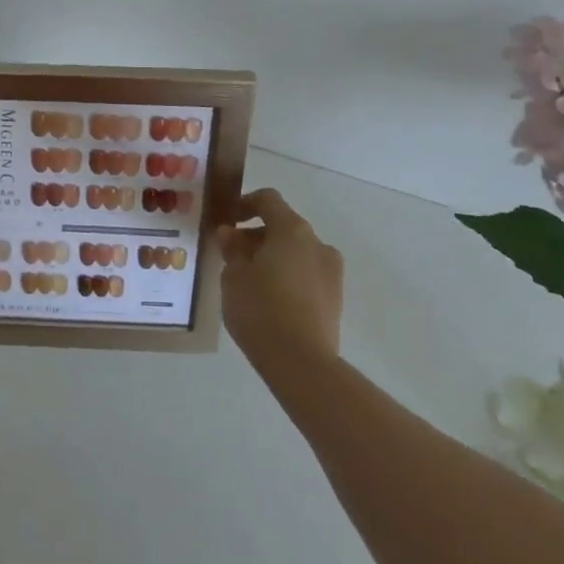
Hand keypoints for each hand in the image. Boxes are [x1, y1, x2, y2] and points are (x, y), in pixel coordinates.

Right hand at [217, 188, 344, 378]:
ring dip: (274, 256)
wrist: (301, 363)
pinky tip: (269, 298)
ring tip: (250, 280)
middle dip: (257, 235)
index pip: (268, 200)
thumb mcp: (233, 275)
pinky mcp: (335, 299)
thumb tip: (231, 233)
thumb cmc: (260, 308)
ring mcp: (331, 272)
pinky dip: (288, 276)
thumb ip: (232, 248)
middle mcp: (317, 244)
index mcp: (291, 230)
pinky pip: (306, 274)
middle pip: (284, 226)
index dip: (245, 203)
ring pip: (297, 252)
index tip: (228, 219)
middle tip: (232, 255)